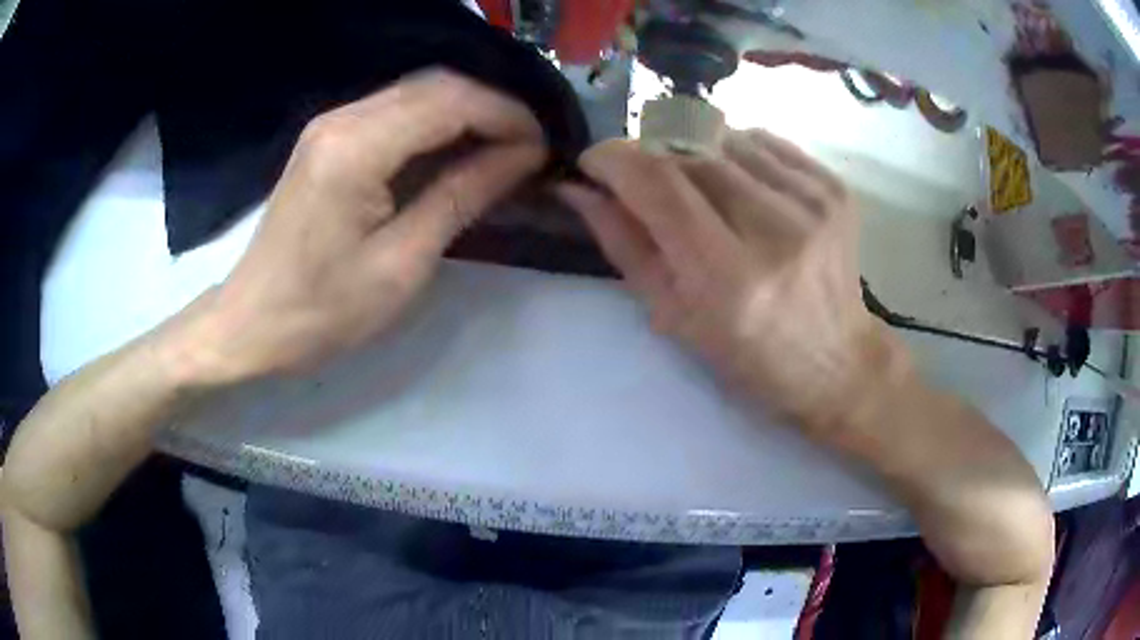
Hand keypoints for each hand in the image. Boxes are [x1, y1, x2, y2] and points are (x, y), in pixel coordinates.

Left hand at [178, 71, 546, 381]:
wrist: (252, 324)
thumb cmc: (322, 311)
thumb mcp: (401, 264)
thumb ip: (462, 196)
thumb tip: (523, 157)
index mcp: (356, 148)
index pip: (450, 101)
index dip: (507, 116)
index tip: (543, 149)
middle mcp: (342, 118)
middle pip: (436, 85)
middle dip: (492, 109)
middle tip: (529, 150)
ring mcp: (331, 124)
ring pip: (418, 93)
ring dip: (467, 113)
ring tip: (504, 150)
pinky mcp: (328, 138)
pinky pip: (395, 111)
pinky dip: (436, 123)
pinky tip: (458, 150)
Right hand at [559, 131, 903, 433]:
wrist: (837, 361)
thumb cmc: (750, 356)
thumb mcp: (673, 315)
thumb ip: (623, 244)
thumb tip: (579, 188)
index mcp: (729, 276)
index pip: (656, 181)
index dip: (613, 159)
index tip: (594, 163)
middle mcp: (775, 228)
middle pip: (687, 149)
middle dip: (649, 155)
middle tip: (644, 182)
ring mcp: (812, 201)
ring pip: (723, 136)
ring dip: (692, 153)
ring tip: (700, 191)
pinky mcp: (833, 186)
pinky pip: (762, 140)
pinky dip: (734, 153)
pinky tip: (740, 186)